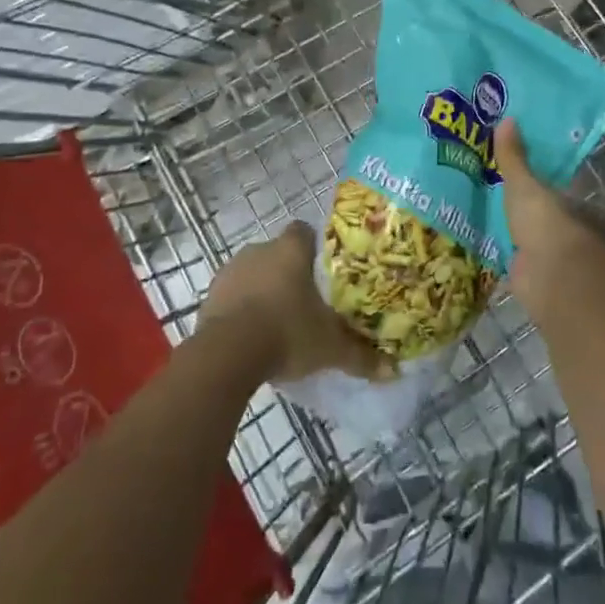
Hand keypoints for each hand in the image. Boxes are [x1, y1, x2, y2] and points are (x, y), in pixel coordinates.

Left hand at [199, 223, 391, 383]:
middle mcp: (259, 249)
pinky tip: (253, 336)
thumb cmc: (288, 332)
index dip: (315, 248)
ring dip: (264, 291)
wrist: (228, 353)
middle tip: (307, 303)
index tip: (325, 272)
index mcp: (291, 249)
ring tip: (280, 323)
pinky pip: (232, 296)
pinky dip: (242, 310)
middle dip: (290, 274)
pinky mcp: (210, 295)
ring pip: (254, 274)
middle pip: (279, 253)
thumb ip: (362, 356)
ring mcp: (231, 270)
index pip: (305, 232)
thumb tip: (394, 371)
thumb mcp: (331, 348)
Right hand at [493, 119, 604, 321]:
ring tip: (481, 226)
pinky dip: (505, 263)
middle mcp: (567, 234)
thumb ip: (513, 158)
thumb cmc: (546, 224)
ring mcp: (553, 262)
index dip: (538, 187)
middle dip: (525, 215)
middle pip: (543, 221)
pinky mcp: (536, 285)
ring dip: (515, 241)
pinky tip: (484, 255)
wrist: (554, 278)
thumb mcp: (524, 185)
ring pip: (531, 246)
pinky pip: (517, 268)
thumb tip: (507, 118)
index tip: (514, 180)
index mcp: (573, 208)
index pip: (556, 195)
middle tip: (491, 201)